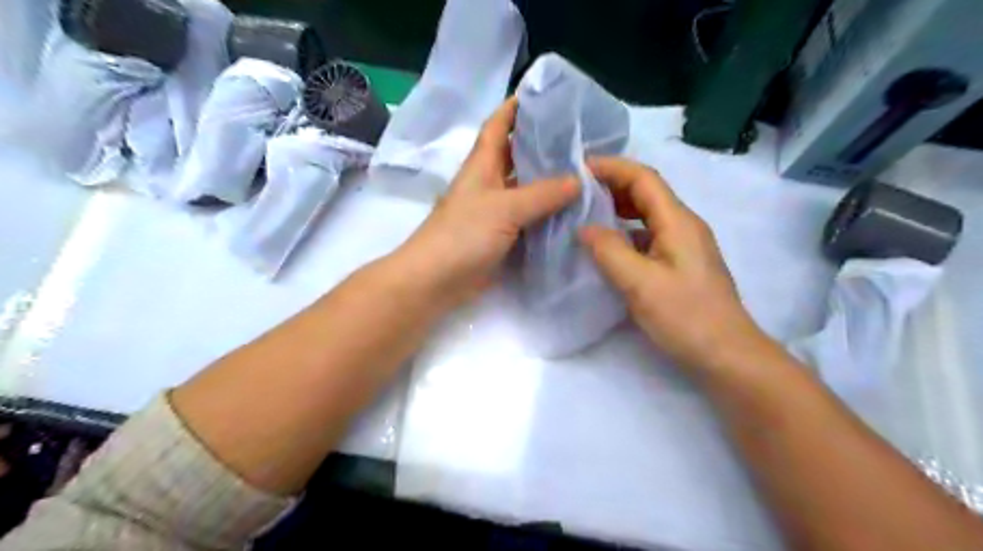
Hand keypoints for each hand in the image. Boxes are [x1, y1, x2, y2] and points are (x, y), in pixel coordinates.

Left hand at [398, 98, 581, 307]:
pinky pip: (529, 218)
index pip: (497, 125)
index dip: (516, 107)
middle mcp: (488, 183)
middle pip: (516, 156)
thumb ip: (542, 193)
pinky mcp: (501, 236)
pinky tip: (572, 212)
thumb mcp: (504, 208)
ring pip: (526, 188)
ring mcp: (494, 211)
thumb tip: (579, 179)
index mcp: (482, 165)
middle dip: (542, 145)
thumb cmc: (463, 235)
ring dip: (549, 182)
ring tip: (586, 172)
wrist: (435, 281)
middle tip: (581, 139)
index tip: (546, 95)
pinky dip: (547, 213)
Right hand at [577, 157, 771, 373]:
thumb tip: (584, 228)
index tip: (579, 167)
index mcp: (678, 222)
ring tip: (587, 213)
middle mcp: (684, 225)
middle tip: (577, 190)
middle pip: (647, 192)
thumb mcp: (640, 284)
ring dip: (619, 208)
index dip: (612, 167)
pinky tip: (609, 245)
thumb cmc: (686, 317)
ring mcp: (685, 245)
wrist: (727, 354)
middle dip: (613, 184)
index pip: (643, 179)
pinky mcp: (681, 264)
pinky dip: (626, 231)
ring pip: (648, 214)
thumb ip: (609, 251)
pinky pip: (650, 235)